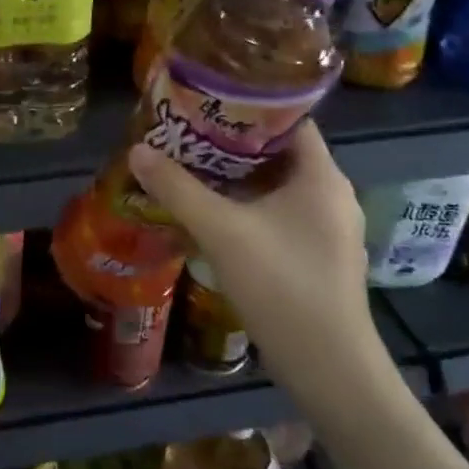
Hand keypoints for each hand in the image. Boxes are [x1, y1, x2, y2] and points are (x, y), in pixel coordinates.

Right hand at [127, 120, 389, 411]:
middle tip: (185, 133)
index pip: (289, 120)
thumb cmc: (282, 285)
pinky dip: (247, 206)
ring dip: (235, 177)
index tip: (205, 101)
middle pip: (278, 152)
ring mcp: (327, 227)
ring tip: (189, 166)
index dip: (248, 106)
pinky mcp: (317, 254)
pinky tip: (212, 214)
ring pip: (276, 186)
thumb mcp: (222, 231)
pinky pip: (278, 213)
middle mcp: (331, 194)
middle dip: (230, 143)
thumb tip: (137, 151)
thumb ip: (178, 188)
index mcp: (321, 176)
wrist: (329, 367)